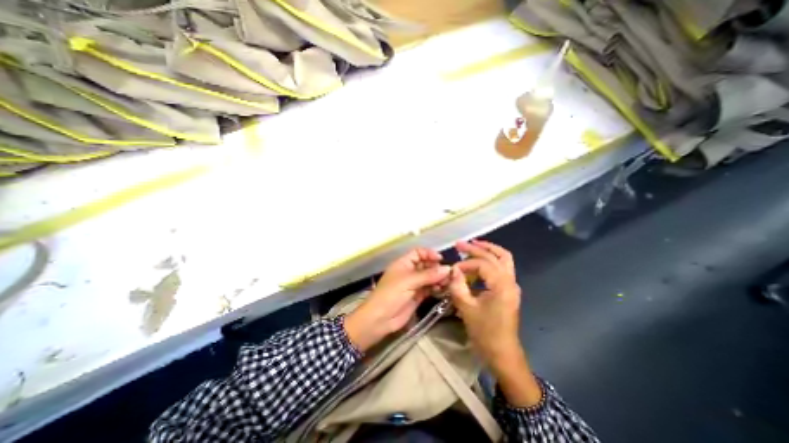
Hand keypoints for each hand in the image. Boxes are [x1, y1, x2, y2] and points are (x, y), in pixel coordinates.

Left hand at [346, 248, 448, 350]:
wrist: (380, 319)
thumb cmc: (391, 294)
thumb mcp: (409, 281)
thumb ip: (428, 275)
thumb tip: (447, 269)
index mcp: (403, 263)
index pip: (418, 253)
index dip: (429, 254)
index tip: (441, 259)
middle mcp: (409, 272)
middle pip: (426, 265)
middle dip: (437, 267)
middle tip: (449, 273)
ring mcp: (413, 284)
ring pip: (429, 277)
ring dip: (438, 278)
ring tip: (448, 282)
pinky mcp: (417, 296)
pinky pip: (429, 289)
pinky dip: (436, 288)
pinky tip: (443, 289)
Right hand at [450, 240, 543, 405]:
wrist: (503, 354)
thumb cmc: (485, 333)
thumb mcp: (466, 308)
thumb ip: (458, 285)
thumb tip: (453, 270)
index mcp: (502, 285)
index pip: (482, 264)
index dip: (465, 264)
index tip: (452, 270)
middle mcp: (510, 281)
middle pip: (496, 255)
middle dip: (477, 247)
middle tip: (460, 244)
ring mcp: (512, 285)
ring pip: (504, 259)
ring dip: (488, 250)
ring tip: (472, 245)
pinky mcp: (509, 290)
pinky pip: (502, 268)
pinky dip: (490, 261)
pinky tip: (477, 264)